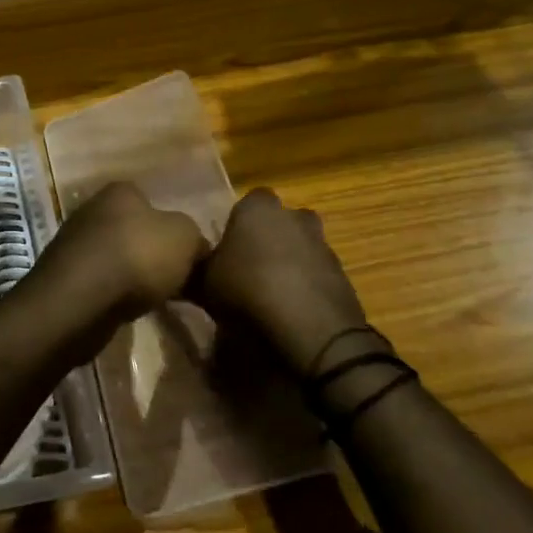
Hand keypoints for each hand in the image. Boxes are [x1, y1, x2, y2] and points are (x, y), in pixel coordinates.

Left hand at [27, 182, 209, 327]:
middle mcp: (93, 210)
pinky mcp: (65, 277)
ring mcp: (74, 244)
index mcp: (120, 192)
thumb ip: (195, 238)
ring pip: (118, 259)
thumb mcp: (185, 238)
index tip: (188, 255)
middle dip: (153, 254)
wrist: (81, 300)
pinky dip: (116, 295)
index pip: (153, 202)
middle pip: (134, 232)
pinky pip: (102, 283)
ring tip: (157, 299)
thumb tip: (196, 249)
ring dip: (134, 277)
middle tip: (177, 280)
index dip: (173, 228)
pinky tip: (129, 310)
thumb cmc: (138, 257)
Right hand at [192, 188, 373, 377]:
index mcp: (258, 209)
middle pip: (280, 221)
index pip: (249, 201)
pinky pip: (317, 274)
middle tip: (249, 266)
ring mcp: (323, 245)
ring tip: (269, 293)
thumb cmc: (248, 292)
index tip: (229, 247)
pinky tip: (290, 310)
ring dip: (289, 263)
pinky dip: (306, 286)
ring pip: (301, 246)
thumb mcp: (204, 284)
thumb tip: (189, 267)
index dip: (239, 223)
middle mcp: (294, 217)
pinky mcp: (343, 275)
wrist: (311, 330)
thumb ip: (198, 268)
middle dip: (269, 238)